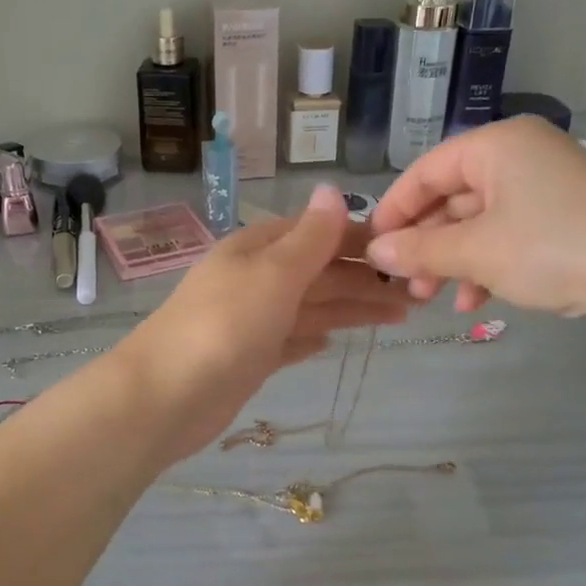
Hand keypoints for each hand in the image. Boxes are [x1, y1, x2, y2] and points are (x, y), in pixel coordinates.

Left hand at [116, 185, 411, 461]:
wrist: (166, 396)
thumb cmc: (224, 325)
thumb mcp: (273, 272)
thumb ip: (309, 237)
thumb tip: (332, 189)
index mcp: (258, 249)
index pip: (318, 233)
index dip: (360, 239)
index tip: (405, 249)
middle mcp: (256, 279)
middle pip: (320, 272)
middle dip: (366, 279)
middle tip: (418, 293)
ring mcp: (252, 320)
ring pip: (312, 306)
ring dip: (353, 308)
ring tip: (401, 315)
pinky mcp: (250, 358)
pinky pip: (291, 340)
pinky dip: (313, 337)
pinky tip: (333, 341)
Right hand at [365, 118, 585, 339]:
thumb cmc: (553, 249)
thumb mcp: (476, 251)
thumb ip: (420, 250)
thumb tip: (375, 253)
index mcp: (498, 145)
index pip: (427, 170)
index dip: (395, 209)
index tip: (372, 247)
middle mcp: (522, 157)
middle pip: (453, 198)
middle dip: (425, 243)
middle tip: (404, 283)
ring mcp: (548, 189)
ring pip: (479, 223)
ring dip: (452, 261)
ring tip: (432, 300)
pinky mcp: (567, 221)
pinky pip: (510, 237)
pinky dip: (487, 266)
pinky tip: (476, 303)